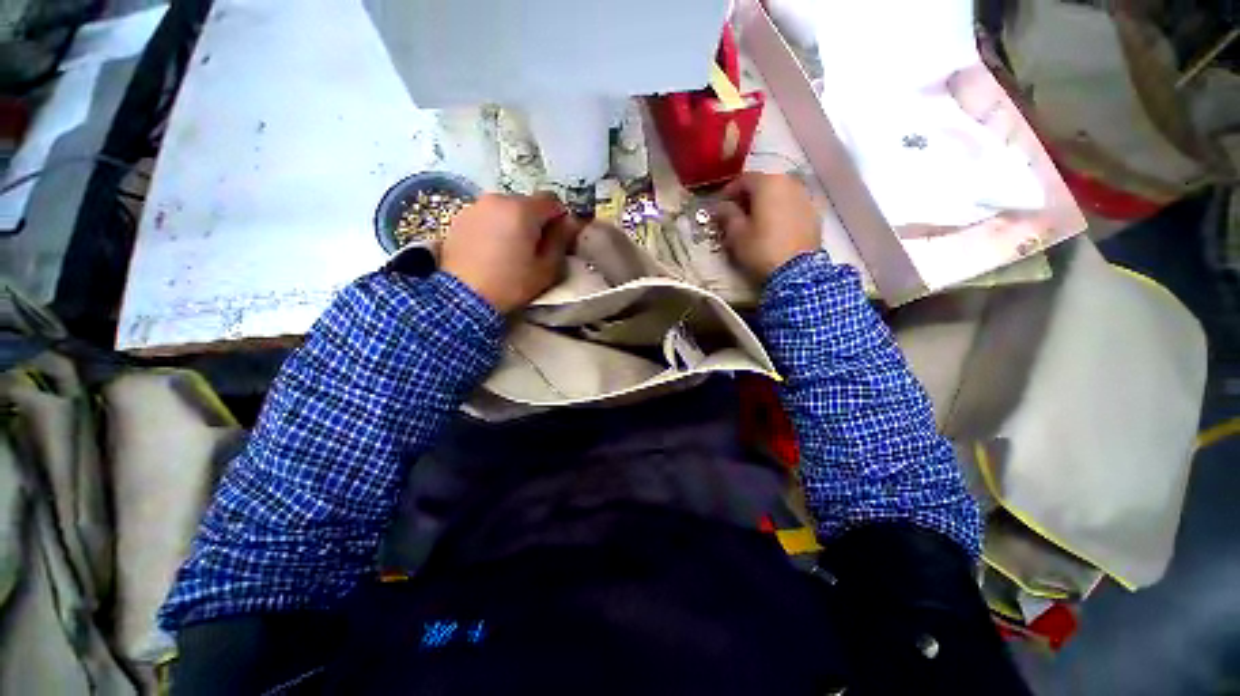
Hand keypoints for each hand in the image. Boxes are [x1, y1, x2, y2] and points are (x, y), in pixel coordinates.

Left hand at [441, 192, 581, 313]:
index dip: (559, 218)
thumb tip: (571, 222)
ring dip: (514, 222)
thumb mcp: (547, 269)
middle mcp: (498, 199)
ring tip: (510, 249)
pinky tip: (491, 249)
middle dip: (535, 220)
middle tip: (534, 247)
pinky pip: (487, 215)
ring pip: (506, 208)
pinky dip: (494, 226)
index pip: (551, 200)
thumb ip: (561, 241)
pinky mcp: (460, 217)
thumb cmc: (512, 284)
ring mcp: (476, 206)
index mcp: (523, 210)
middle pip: (527, 203)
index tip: (557, 238)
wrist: (464, 297)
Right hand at [713, 173, 820, 281]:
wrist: (797, 271)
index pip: (744, 179)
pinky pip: (792, 206)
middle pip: (764, 184)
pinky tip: (773, 227)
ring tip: (755, 220)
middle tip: (736, 212)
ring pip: (780, 194)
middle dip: (748, 196)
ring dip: (766, 203)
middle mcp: (789, 183)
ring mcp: (805, 197)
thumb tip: (721, 207)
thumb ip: (727, 215)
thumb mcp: (737, 234)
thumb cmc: (761, 249)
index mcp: (768, 183)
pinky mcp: (814, 214)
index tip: (720, 205)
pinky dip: (780, 211)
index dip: (729, 191)